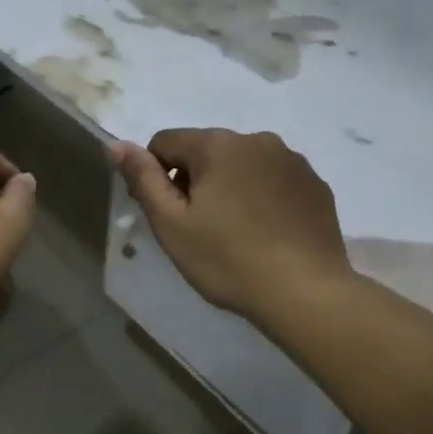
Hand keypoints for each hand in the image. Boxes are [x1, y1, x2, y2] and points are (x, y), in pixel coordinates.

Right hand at [112, 129, 351, 328]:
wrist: (305, 293)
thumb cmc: (228, 259)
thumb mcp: (172, 224)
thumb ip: (143, 179)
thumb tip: (117, 145)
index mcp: (217, 145)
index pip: (166, 142)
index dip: (155, 176)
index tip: (167, 214)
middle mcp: (257, 140)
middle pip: (206, 151)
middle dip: (195, 181)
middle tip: (199, 229)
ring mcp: (292, 161)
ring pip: (242, 165)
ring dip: (230, 187)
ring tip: (235, 233)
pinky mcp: (316, 185)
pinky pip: (274, 180)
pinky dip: (262, 198)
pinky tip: (266, 234)